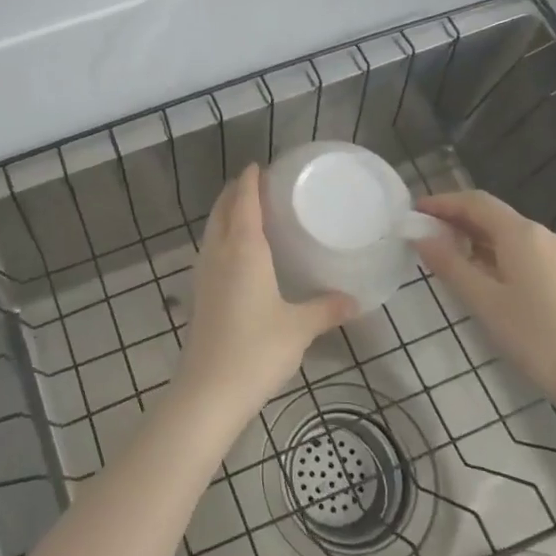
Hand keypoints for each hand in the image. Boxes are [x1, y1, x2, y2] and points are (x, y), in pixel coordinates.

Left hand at [177, 166, 353, 425]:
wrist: (209, 390)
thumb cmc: (257, 350)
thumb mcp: (299, 328)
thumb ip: (327, 309)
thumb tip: (356, 301)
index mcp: (243, 249)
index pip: (243, 200)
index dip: (249, 180)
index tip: (260, 166)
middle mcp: (219, 252)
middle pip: (222, 209)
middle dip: (236, 191)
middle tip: (259, 184)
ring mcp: (204, 272)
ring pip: (212, 228)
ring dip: (226, 212)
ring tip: (249, 210)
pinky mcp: (199, 292)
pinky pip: (210, 248)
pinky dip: (221, 235)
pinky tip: (238, 252)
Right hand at [416, 191, 555, 418]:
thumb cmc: (537, 338)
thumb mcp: (483, 302)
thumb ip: (449, 265)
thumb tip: (421, 236)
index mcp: (522, 234)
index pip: (475, 202)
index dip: (442, 202)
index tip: (414, 211)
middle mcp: (545, 235)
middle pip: (494, 216)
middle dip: (457, 221)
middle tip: (424, 235)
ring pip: (510, 237)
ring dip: (476, 240)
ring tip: (448, 258)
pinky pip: (526, 254)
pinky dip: (497, 255)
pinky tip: (485, 278)